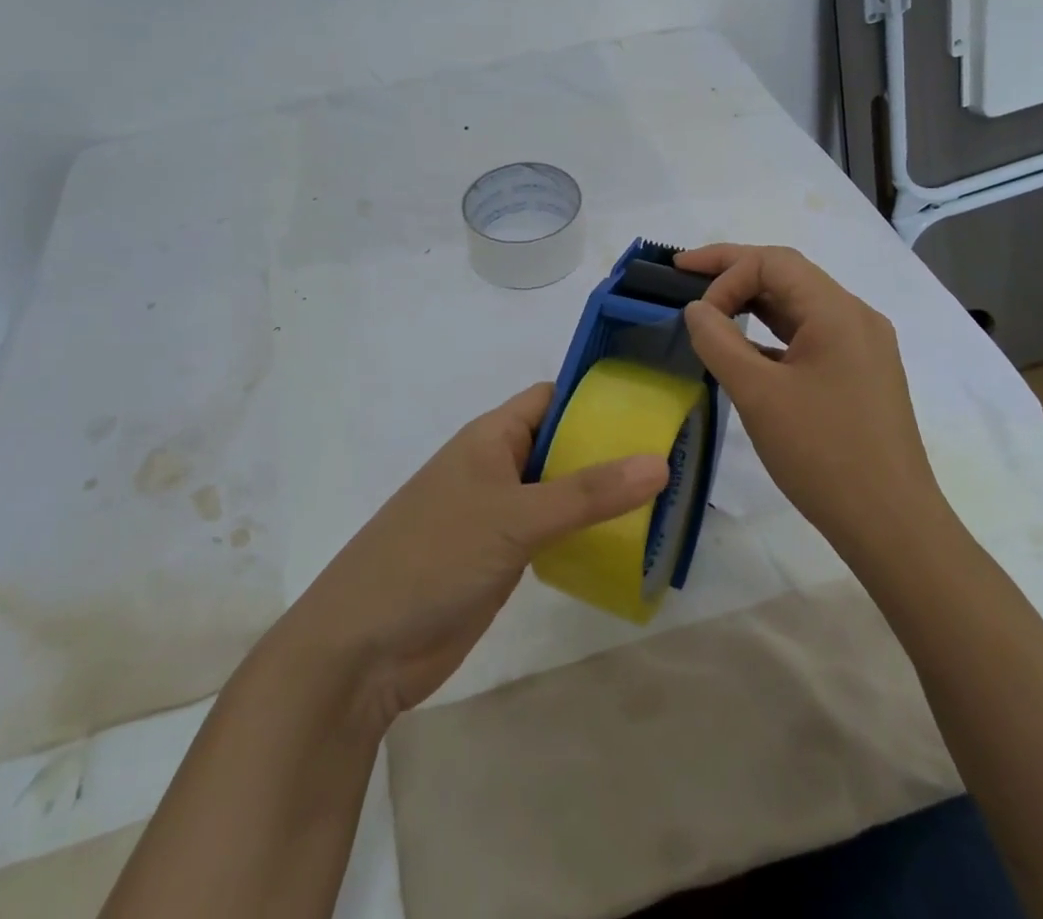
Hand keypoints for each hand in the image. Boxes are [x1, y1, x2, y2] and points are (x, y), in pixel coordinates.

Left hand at [274, 383, 667, 732]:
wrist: (364, 647)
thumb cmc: (435, 557)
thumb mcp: (514, 517)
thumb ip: (587, 493)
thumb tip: (660, 461)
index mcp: (491, 437)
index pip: (553, 398)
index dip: (598, 394)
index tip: (654, 400)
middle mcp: (497, 467)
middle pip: (562, 444)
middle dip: (611, 448)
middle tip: (677, 454)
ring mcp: (498, 515)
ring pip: (560, 491)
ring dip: (602, 494)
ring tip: (667, 498)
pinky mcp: (501, 558)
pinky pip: (553, 532)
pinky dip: (584, 533)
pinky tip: (626, 543)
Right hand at [676, 244, 949, 557]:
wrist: (892, 526)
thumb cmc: (823, 454)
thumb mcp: (758, 395)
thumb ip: (719, 341)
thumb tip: (695, 308)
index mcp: (838, 312)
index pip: (773, 263)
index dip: (725, 273)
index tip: (694, 313)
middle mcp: (855, 317)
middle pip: (787, 274)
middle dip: (733, 272)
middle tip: (683, 272)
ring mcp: (861, 347)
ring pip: (798, 304)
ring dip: (752, 300)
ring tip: (708, 306)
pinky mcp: (859, 374)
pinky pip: (808, 335)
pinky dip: (771, 332)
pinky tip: (744, 350)